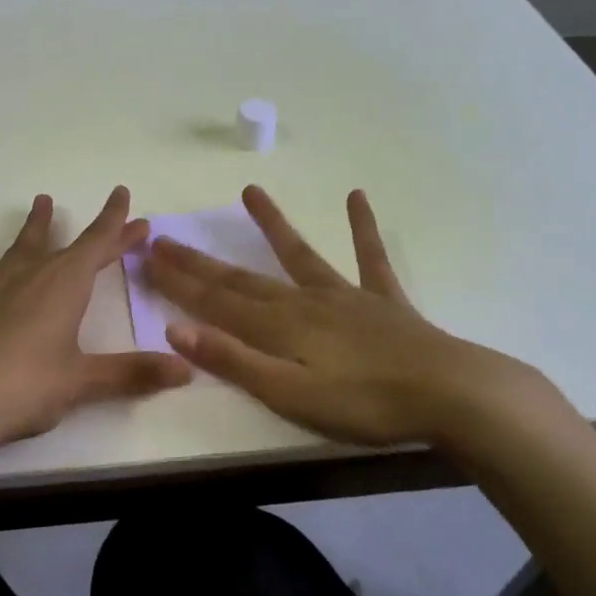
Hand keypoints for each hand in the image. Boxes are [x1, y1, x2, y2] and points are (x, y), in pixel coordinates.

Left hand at [0, 187, 191, 459]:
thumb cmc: (26, 388)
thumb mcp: (84, 382)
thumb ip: (134, 373)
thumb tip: (186, 370)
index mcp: (64, 287)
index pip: (99, 247)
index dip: (119, 228)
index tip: (132, 207)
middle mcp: (30, 276)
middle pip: (68, 247)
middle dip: (95, 232)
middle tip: (112, 213)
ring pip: (19, 248)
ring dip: (34, 226)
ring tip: (42, 201)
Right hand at [144, 185, 558, 449]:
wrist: (449, 394)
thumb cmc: (363, 404)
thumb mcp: (289, 394)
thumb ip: (234, 360)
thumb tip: (176, 328)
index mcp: (278, 327)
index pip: (215, 301)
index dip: (178, 281)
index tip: (146, 256)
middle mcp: (304, 301)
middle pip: (242, 278)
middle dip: (201, 261)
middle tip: (166, 237)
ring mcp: (345, 296)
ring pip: (299, 255)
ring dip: (272, 226)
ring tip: (250, 191)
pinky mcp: (382, 301)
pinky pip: (369, 257)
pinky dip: (362, 228)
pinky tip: (358, 197)